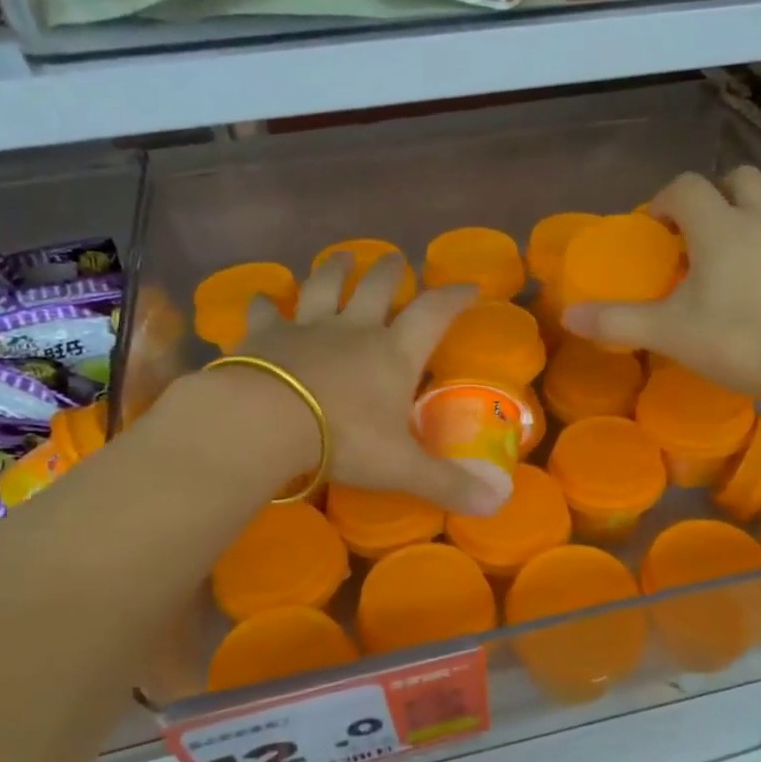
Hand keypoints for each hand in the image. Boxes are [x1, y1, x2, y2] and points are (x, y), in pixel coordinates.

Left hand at [227, 254, 510, 515]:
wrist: (266, 422)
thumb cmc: (343, 440)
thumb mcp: (401, 468)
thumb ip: (448, 484)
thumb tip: (498, 504)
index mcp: (393, 354)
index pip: (433, 313)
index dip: (454, 297)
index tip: (469, 284)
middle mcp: (354, 330)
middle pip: (376, 287)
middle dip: (389, 271)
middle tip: (395, 259)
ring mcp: (307, 328)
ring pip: (324, 286)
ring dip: (335, 269)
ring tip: (342, 257)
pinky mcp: (265, 336)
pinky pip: (266, 312)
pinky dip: (265, 304)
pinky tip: (262, 298)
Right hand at [563, 168, 760, 401]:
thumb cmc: (733, 341)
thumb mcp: (666, 333)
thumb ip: (615, 320)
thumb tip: (568, 315)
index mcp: (718, 228)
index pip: (686, 187)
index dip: (663, 200)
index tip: (653, 229)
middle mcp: (760, 221)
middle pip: (738, 179)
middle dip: (713, 194)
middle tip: (695, 230)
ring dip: (754, 208)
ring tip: (737, 241)